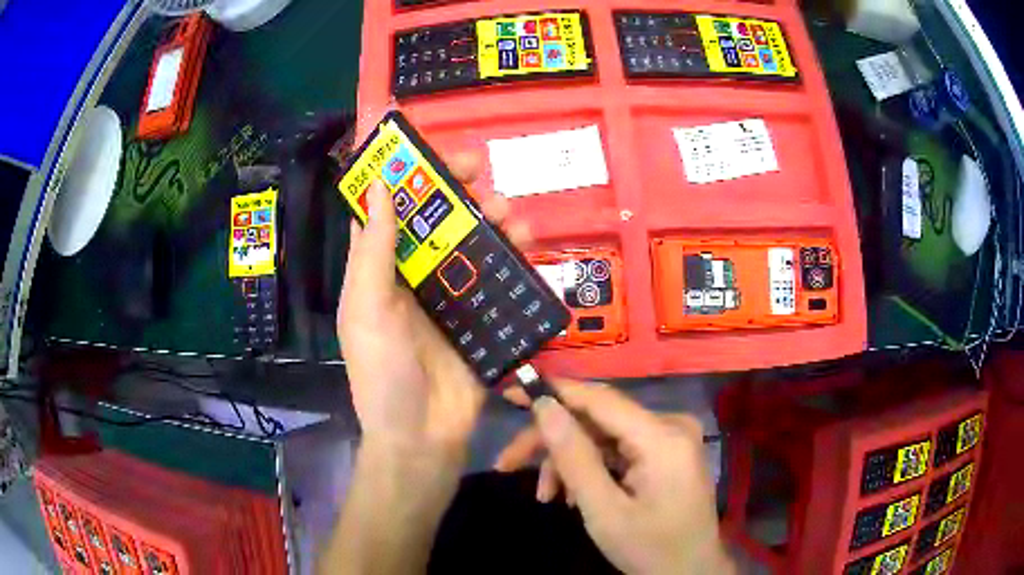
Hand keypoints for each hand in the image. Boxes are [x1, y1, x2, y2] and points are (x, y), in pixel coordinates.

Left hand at [337, 151, 528, 459]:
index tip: (431, 152)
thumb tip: (378, 184)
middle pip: (438, 220)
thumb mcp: (368, 309)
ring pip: (473, 243)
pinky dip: (513, 257)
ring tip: (509, 215)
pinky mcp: (481, 317)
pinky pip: (499, 277)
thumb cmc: (384, 374)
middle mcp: (414, 276)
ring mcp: (451, 296)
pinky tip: (526, 244)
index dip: (408, 177)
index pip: (392, 210)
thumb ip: (374, 250)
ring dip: (492, 220)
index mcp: (380, 271)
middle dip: (457, 191)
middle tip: (479, 173)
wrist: (423, 437)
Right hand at [515, 381, 732, 574]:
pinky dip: (592, 469)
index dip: (553, 391)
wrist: (691, 572)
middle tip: (507, 463)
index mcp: (663, 437)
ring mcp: (671, 439)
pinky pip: (619, 450)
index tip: (511, 391)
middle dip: (553, 442)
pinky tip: (573, 495)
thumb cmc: (650, 549)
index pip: (599, 398)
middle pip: (598, 419)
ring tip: (547, 496)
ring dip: (569, 462)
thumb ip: (574, 456)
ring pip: (604, 437)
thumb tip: (544, 406)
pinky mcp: (667, 453)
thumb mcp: (604, 510)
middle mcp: (671, 425)